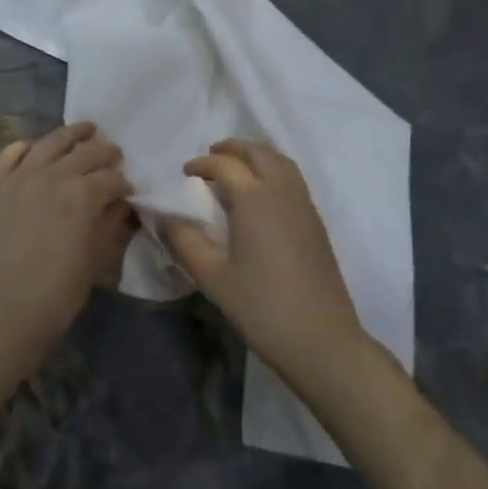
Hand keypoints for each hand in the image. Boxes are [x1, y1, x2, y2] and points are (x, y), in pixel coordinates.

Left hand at [0, 122, 134, 369]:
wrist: (2, 310)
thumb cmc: (57, 292)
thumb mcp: (96, 259)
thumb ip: (110, 223)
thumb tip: (121, 203)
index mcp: (83, 195)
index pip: (112, 178)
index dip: (124, 183)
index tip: (129, 190)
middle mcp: (53, 175)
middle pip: (86, 151)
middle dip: (105, 152)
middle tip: (114, 155)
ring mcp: (21, 176)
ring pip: (51, 142)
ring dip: (72, 134)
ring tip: (85, 130)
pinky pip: (11, 153)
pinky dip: (27, 146)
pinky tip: (36, 148)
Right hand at [164, 140, 367, 393]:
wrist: (321, 340)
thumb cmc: (262, 307)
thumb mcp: (212, 277)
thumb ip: (184, 241)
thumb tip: (166, 217)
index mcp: (255, 199)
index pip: (225, 165)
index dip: (202, 164)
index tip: (184, 173)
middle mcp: (282, 192)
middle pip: (258, 153)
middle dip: (232, 148)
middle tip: (209, 157)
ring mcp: (304, 206)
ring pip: (280, 162)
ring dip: (256, 156)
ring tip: (235, 169)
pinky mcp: (316, 223)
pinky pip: (292, 179)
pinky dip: (272, 171)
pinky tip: (259, 196)